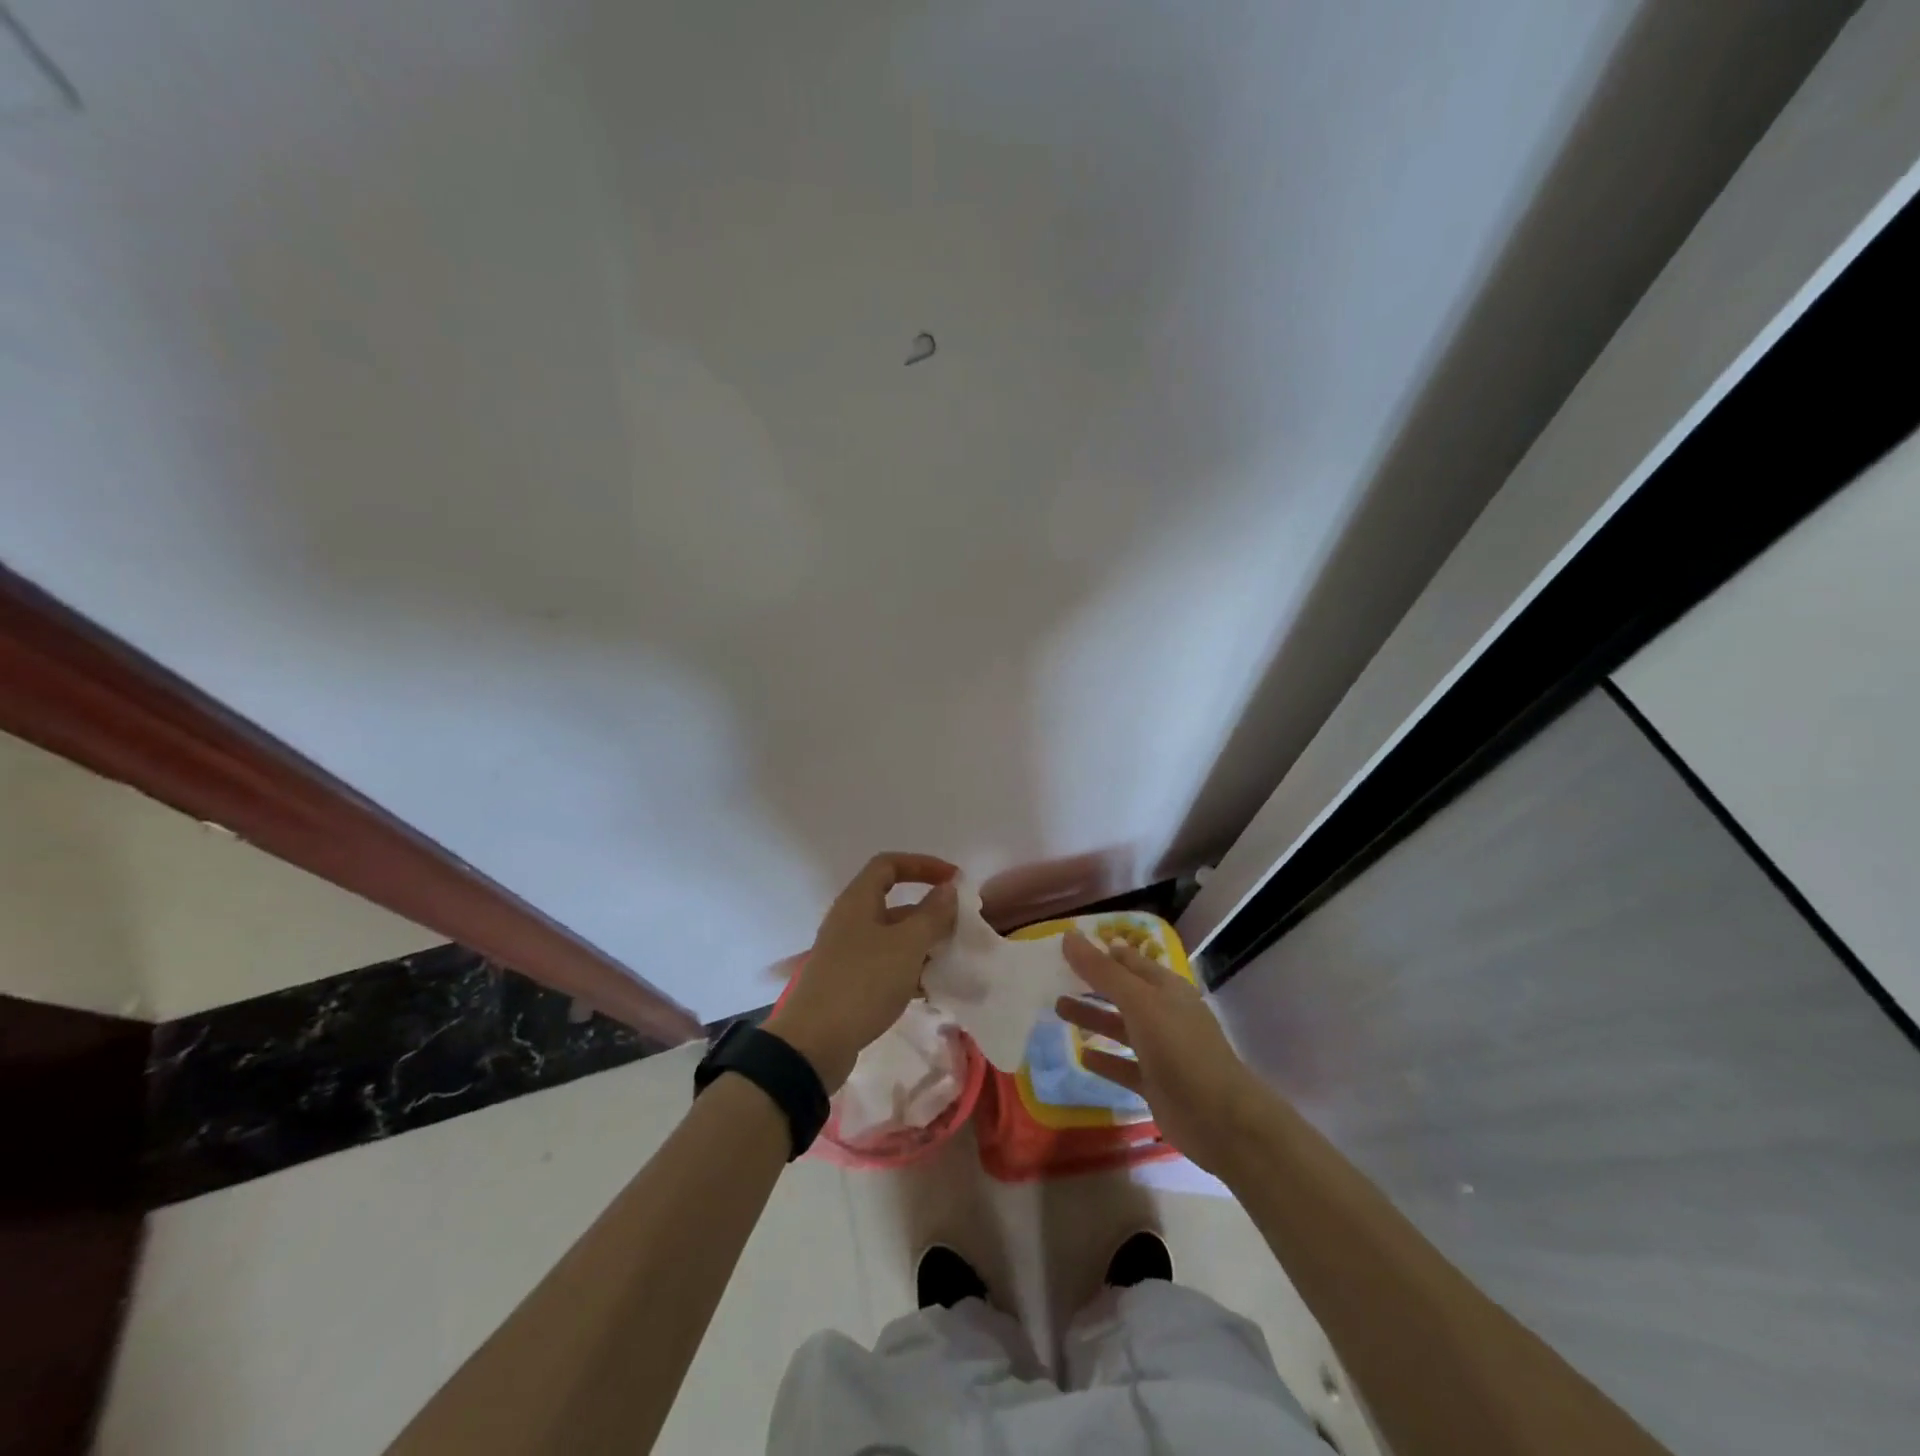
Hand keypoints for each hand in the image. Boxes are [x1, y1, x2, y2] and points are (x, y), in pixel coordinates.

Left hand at [765, 853, 959, 1091]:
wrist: (814, 1043)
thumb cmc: (864, 982)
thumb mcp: (907, 945)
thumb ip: (932, 914)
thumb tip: (948, 889)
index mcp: (858, 901)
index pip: (889, 864)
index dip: (923, 865)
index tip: (954, 880)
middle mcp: (850, 920)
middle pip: (893, 903)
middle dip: (929, 912)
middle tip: (959, 928)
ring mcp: (846, 953)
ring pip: (891, 937)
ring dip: (921, 944)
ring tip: (950, 960)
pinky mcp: (848, 983)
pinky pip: (884, 965)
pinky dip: (908, 970)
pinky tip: (928, 989)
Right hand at [1056, 931, 1272, 1176]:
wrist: (1219, 1118)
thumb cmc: (1179, 1048)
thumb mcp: (1139, 1002)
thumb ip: (1102, 971)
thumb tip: (1068, 936)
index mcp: (1166, 988)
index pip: (1129, 961)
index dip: (1102, 952)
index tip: (1069, 945)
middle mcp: (1164, 1014)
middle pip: (1123, 992)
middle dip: (1092, 983)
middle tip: (1056, 976)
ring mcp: (1161, 1050)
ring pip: (1121, 1027)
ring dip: (1093, 1017)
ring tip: (1058, 1007)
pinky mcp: (1155, 1083)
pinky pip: (1124, 1065)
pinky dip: (1104, 1059)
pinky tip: (1080, 1054)